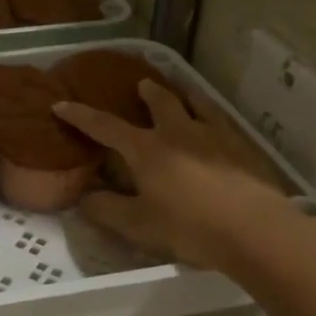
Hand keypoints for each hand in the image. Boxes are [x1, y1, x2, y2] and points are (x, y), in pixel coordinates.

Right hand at [55, 80, 298, 270]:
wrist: (254, 230)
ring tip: (180, 90)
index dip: (81, 116)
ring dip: (183, 94)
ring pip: (195, 103)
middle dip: (146, 93)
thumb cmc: (190, 228)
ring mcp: (214, 135)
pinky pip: (223, 120)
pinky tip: (217, 120)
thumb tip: (82, 199)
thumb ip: (107, 210)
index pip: (106, 127)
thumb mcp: (139, 226)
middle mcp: (178, 132)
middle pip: (159, 103)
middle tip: (141, 85)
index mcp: (147, 149)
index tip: (61, 105)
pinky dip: (212, 113)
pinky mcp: (242, 146)